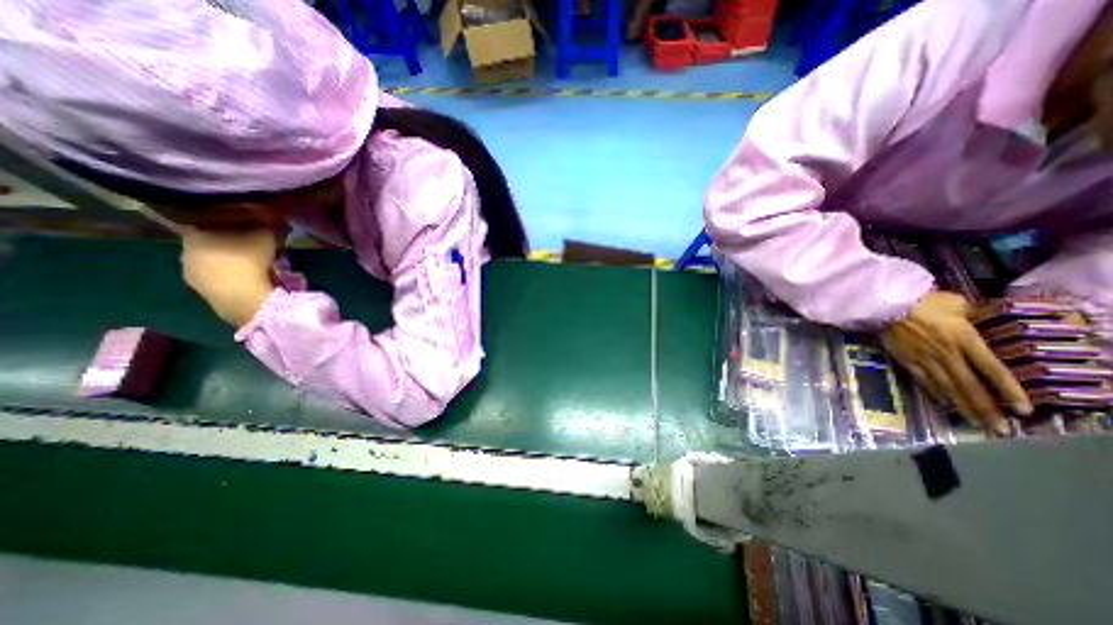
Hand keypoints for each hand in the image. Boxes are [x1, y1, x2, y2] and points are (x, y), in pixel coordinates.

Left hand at [181, 226, 277, 329]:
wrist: (245, 299)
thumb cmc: (251, 261)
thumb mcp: (265, 234)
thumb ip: (265, 222)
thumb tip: (270, 214)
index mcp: (192, 234)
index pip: (208, 221)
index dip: (230, 222)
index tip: (249, 224)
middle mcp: (184, 253)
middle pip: (211, 243)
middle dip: (232, 243)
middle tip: (256, 245)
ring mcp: (192, 276)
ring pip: (215, 263)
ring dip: (233, 262)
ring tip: (258, 265)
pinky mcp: (205, 295)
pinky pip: (221, 280)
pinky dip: (235, 278)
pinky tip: (252, 280)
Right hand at [885, 289, 1028, 430]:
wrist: (884, 305)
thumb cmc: (921, 301)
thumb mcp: (955, 303)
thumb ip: (970, 314)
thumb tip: (977, 319)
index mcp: (964, 340)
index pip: (992, 370)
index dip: (1009, 391)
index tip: (1022, 411)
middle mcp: (947, 355)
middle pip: (970, 386)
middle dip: (985, 409)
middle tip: (999, 430)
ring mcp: (924, 359)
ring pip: (947, 387)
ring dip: (962, 406)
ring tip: (976, 423)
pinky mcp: (905, 359)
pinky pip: (922, 379)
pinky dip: (934, 392)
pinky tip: (943, 402)